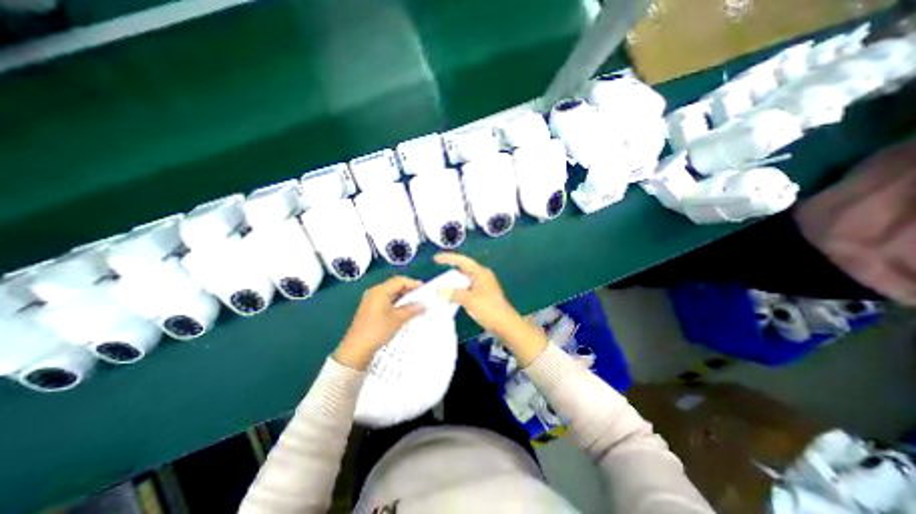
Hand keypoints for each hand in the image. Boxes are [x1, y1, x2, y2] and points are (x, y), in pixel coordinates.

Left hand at [333, 277, 425, 369]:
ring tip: (415, 303)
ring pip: (391, 293)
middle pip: (395, 285)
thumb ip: (412, 309)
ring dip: (403, 297)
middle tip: (422, 296)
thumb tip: (425, 304)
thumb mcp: (398, 319)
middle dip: (409, 290)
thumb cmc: (378, 330)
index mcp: (380, 290)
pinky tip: (404, 310)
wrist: (356, 349)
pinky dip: (397, 303)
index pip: (399, 281)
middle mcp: (375, 292)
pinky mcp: (371, 309)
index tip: (425, 289)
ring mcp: (371, 300)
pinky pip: (387, 300)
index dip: (413, 283)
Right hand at [435, 253, 520, 336]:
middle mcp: (481, 276)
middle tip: (436, 271)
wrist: (505, 325)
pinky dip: (457, 291)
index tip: (435, 258)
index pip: (462, 261)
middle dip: (449, 270)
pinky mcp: (481, 295)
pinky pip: (466, 289)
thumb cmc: (489, 309)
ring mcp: (482, 286)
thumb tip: (439, 290)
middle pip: (463, 269)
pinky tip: (449, 296)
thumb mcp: (469, 300)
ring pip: (464, 280)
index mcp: (480, 273)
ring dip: (452, 282)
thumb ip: (453, 293)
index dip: (448, 258)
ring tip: (439, 284)